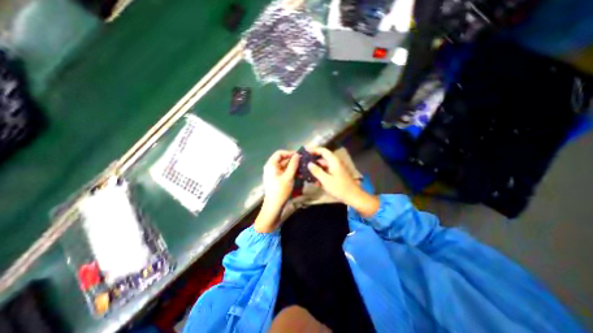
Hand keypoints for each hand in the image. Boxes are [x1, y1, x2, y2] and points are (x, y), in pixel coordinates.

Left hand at [264, 150, 301, 205]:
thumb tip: (298, 155)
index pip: (280, 153)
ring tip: (302, 169)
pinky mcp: (277, 179)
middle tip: (303, 162)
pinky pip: (284, 172)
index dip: (289, 153)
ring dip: (293, 167)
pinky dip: (291, 172)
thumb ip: (293, 165)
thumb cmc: (280, 190)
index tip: (299, 156)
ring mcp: (274, 173)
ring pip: (284, 166)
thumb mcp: (288, 176)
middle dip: (293, 161)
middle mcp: (271, 167)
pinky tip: (299, 175)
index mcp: (271, 165)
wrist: (274, 206)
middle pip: (282, 159)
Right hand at [309, 147, 376, 216]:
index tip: (305, 151)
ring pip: (323, 166)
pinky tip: (314, 181)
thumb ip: (316, 171)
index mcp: (334, 161)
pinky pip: (326, 172)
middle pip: (322, 159)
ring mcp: (336, 169)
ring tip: (306, 174)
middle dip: (313, 161)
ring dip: (316, 170)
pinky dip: (320, 175)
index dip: (314, 149)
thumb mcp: (326, 180)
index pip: (323, 151)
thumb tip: (309, 164)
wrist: (353, 197)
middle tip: (303, 164)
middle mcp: (335, 163)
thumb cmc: (339, 188)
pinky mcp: (336, 175)